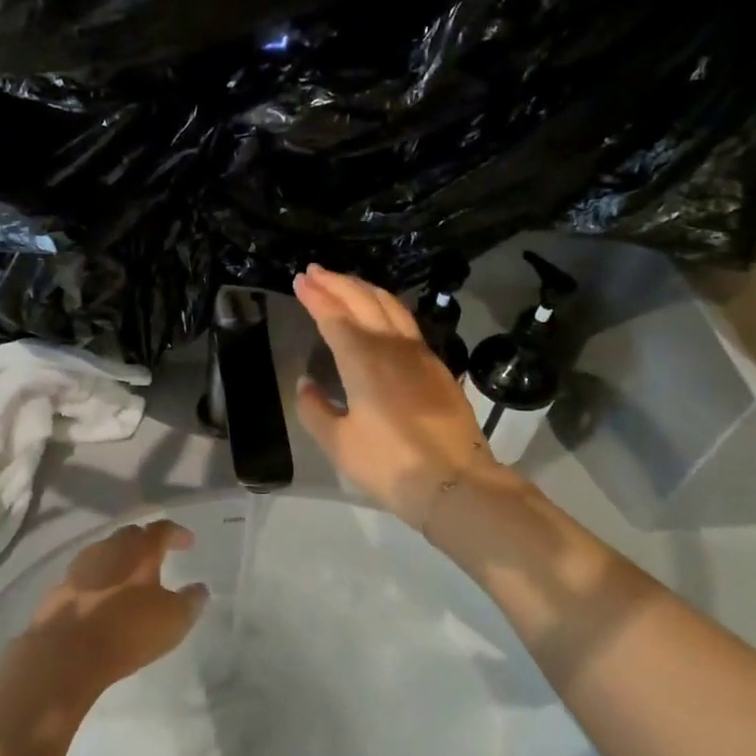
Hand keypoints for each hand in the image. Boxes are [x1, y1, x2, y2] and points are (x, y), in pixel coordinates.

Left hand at [22, 520, 205, 701]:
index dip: (177, 533)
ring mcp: (82, 565)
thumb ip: (191, 601)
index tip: (189, 543)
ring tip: (130, 576)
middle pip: (131, 535)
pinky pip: (87, 573)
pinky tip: (103, 595)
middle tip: (158, 556)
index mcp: (140, 550)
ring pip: (107, 551)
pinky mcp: (61, 585)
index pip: (162, 529)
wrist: (66, 652)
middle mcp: (110, 547)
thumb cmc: (127, 631)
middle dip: (147, 542)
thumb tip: (200, 588)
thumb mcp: (173, 621)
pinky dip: (100, 578)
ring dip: (121, 559)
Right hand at [293, 264, 506, 525]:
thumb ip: (315, 409)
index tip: (299, 280)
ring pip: (390, 305)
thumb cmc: (389, 464)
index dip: (315, 296)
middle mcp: (391, 346)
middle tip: (314, 272)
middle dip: (336, 283)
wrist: (456, 483)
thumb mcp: (339, 443)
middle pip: (363, 300)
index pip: (334, 316)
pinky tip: (380, 314)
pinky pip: (406, 322)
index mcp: (363, 359)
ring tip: (344, 283)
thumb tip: (306, 383)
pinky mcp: (437, 367)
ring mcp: (419, 354)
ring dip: (363, 289)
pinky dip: (385, 307)